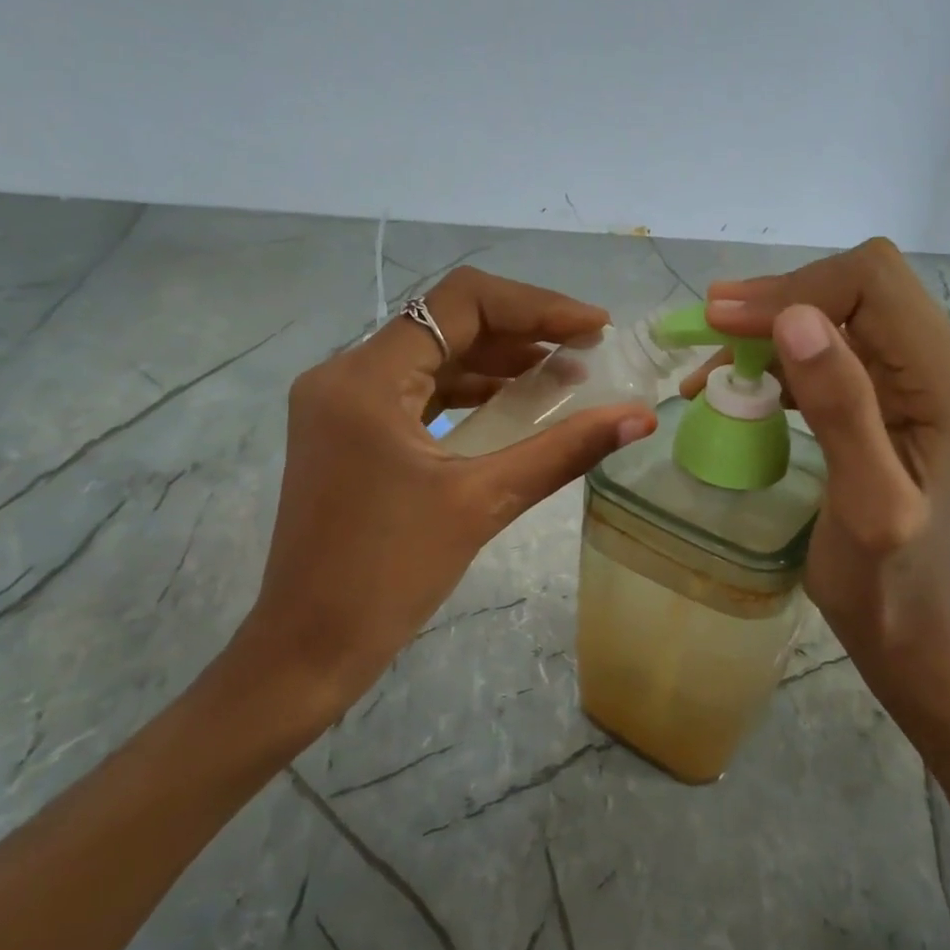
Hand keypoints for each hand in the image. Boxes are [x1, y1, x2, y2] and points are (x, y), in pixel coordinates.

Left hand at [227, 267, 657, 733]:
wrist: (309, 647)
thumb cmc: (388, 575)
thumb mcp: (482, 503)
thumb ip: (564, 451)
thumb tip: (640, 418)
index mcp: (365, 379)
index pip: (459, 302)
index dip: (535, 305)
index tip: (592, 327)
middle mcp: (344, 376)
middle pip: (445, 324)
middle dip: (522, 332)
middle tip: (587, 352)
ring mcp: (341, 406)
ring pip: (432, 358)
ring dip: (498, 363)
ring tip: (565, 377)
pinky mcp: (349, 434)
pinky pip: (418, 395)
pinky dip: (469, 395)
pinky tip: (516, 408)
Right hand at [691, 239, 949, 705]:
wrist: (902, 620)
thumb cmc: (883, 576)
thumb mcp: (865, 500)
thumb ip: (840, 408)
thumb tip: (795, 320)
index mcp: (945, 381)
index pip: (873, 284)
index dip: (795, 290)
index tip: (724, 323)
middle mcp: (938, 363)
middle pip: (855, 286)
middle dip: (777, 300)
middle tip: (708, 326)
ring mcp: (911, 378)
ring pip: (835, 312)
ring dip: (768, 327)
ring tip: (710, 360)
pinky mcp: (883, 395)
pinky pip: (826, 350)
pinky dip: (773, 357)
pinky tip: (732, 383)